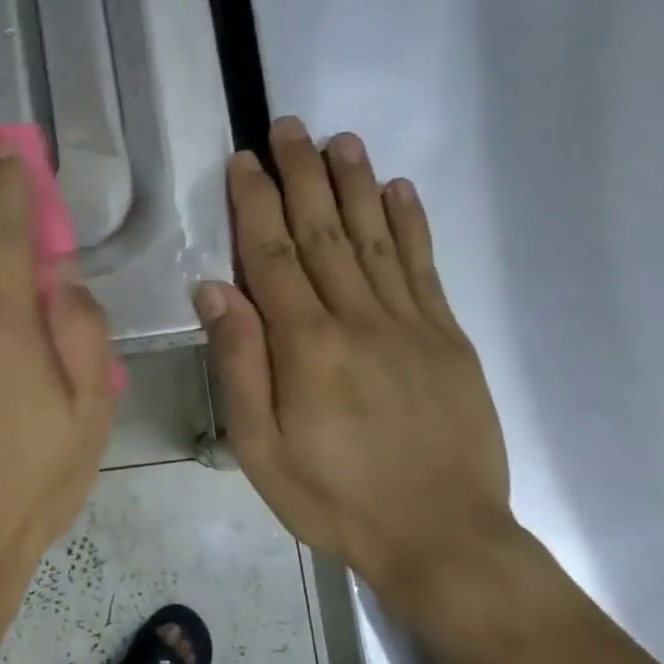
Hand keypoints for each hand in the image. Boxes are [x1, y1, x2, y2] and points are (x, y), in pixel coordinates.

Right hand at [197, 119, 514, 613]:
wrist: (441, 537)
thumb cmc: (333, 498)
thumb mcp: (260, 448)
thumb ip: (240, 364)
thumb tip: (214, 290)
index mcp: (307, 346)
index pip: (272, 256)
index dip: (255, 203)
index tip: (244, 160)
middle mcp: (359, 319)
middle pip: (324, 232)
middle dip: (302, 174)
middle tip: (288, 126)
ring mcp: (411, 324)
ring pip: (377, 237)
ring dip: (355, 184)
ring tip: (341, 140)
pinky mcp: (448, 338)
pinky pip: (425, 267)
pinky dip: (412, 223)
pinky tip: (400, 190)